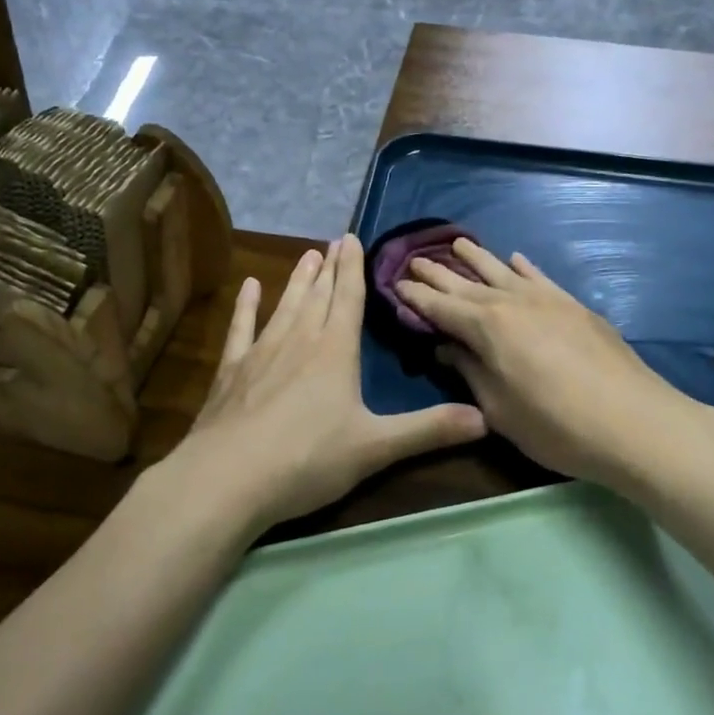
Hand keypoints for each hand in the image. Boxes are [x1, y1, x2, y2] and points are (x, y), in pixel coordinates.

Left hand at [164, 236, 485, 530]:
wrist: (228, 477)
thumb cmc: (308, 459)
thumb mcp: (376, 447)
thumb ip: (429, 430)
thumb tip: (484, 418)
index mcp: (336, 351)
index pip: (349, 298)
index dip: (353, 267)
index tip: (351, 237)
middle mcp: (300, 340)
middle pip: (319, 295)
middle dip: (330, 268)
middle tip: (333, 241)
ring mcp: (262, 352)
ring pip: (286, 305)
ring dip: (298, 280)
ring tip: (307, 255)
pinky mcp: (232, 370)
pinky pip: (242, 328)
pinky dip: (246, 306)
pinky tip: (249, 286)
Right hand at [394, 239, 708, 489]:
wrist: (634, 422)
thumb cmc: (557, 426)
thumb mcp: (500, 409)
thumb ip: (470, 372)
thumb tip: (446, 347)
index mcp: (487, 327)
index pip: (440, 307)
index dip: (416, 297)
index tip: (396, 284)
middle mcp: (512, 302)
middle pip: (466, 284)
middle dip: (438, 272)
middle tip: (414, 260)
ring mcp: (546, 299)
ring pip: (501, 270)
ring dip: (477, 257)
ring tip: (457, 242)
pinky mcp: (573, 305)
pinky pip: (540, 277)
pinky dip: (523, 266)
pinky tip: (515, 258)